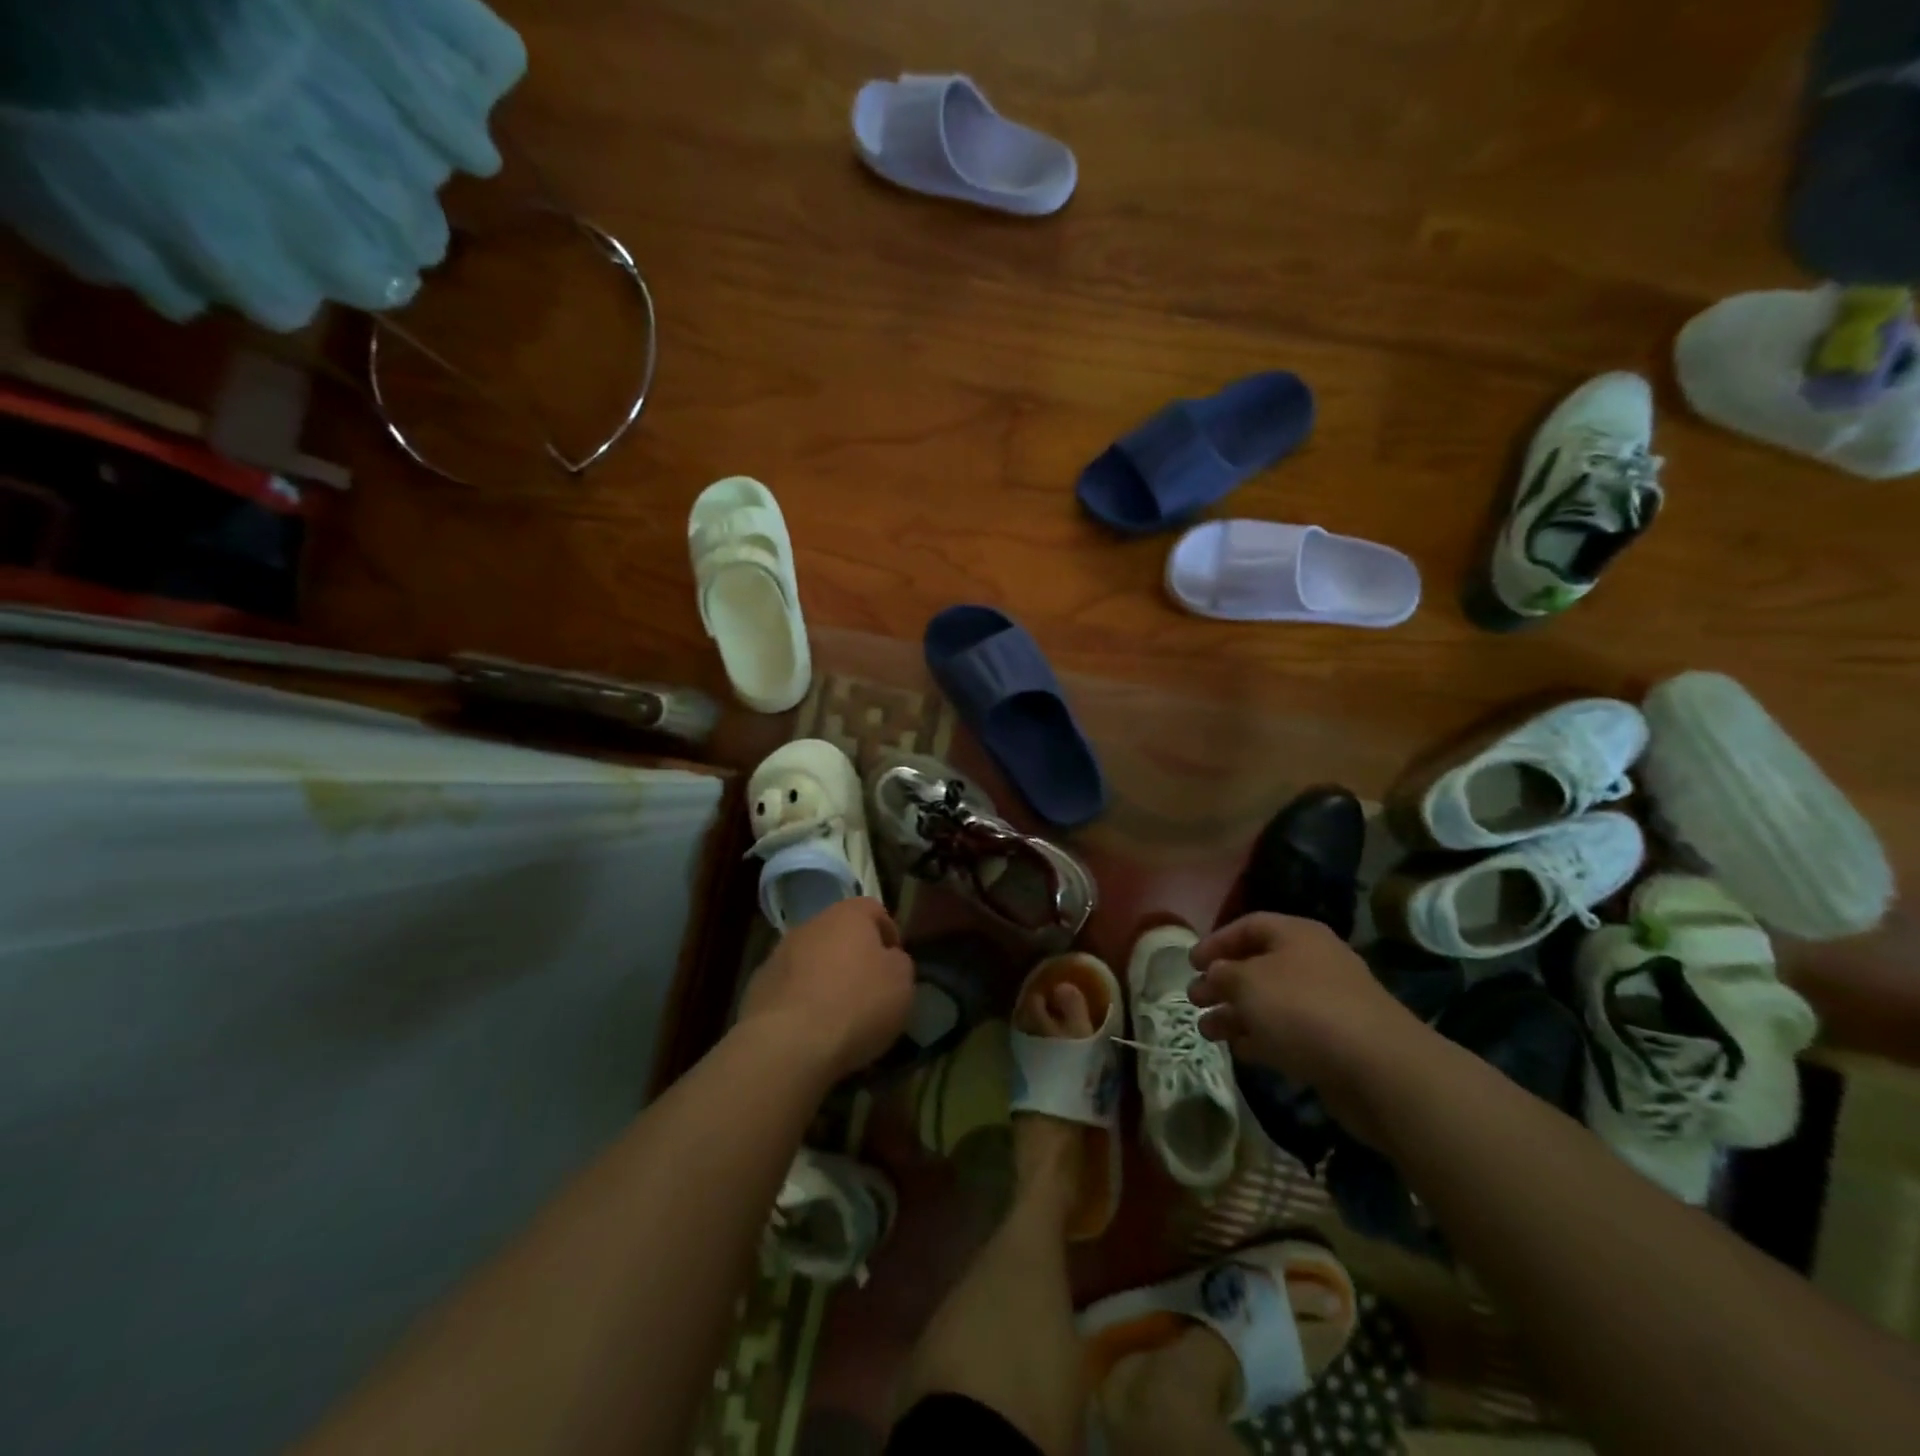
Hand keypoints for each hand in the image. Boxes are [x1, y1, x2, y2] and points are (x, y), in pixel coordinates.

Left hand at [737, 898, 915, 1082]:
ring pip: (811, 959)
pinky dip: (801, 1000)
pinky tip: (810, 1029)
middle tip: (867, 989)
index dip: (888, 934)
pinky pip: (789, 987)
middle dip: (853, 956)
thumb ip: (898, 962)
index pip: (874, 909)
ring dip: (824, 977)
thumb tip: (888, 959)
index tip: (895, 965)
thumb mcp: (902, 983)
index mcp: (848, 915)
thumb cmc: (857, 1004)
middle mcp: (811, 925)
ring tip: (838, 1014)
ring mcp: (779, 954)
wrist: (789, 1043)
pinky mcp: (757, 986)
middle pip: (838, 933)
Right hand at [1187, 913, 1427, 1142]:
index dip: (1216, 941)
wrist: (1378, 1069)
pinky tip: (1240, 1050)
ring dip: (1237, 1014)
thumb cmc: (1303, 1009)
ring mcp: (1328, 1004)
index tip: (1191, 963)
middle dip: (1223, 982)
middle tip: (1194, 998)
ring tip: (1207, 1030)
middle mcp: (1314, 963)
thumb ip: (1223, 973)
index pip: (1249, 926)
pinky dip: (1262, 1037)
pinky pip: (1289, 1032)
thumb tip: (1216, 973)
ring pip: (1271, 1002)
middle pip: (1259, 965)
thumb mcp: (1248, 982)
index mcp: (1297, 935)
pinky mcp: (1336, 1042)